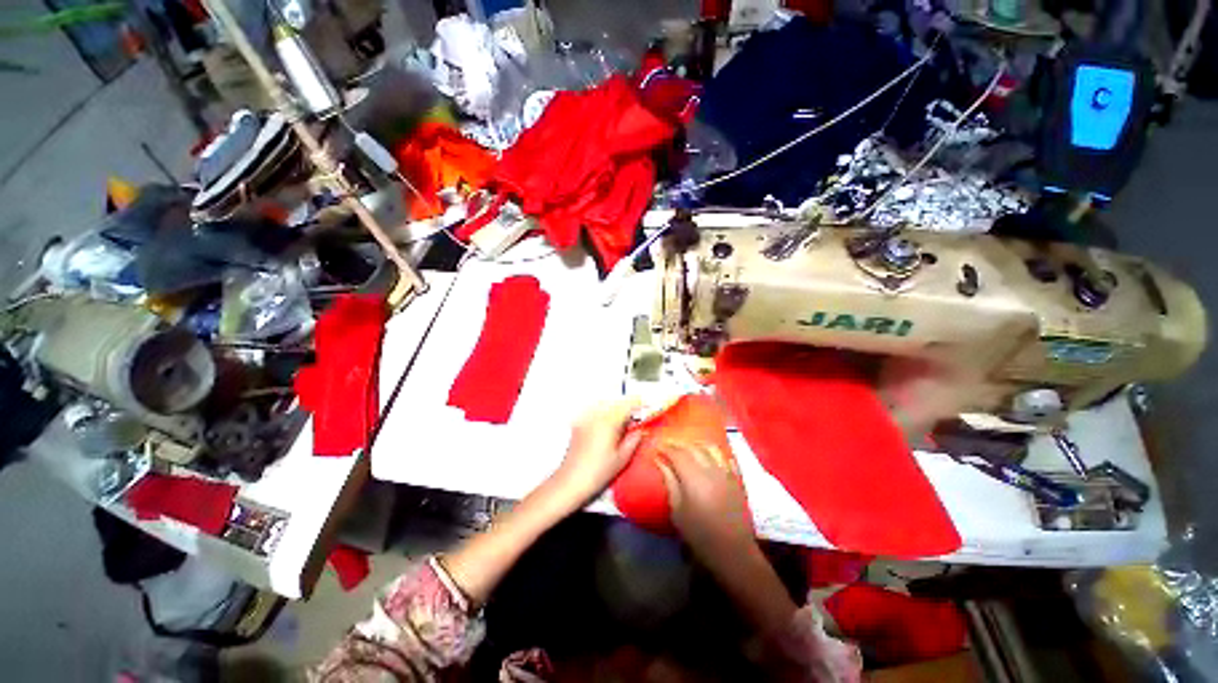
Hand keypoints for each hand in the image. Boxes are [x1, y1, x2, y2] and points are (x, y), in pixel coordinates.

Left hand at [551, 399, 642, 505]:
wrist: (571, 481)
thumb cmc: (598, 472)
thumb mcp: (622, 458)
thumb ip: (633, 441)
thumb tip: (640, 431)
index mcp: (609, 422)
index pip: (626, 405)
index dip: (636, 404)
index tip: (643, 406)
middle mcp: (596, 416)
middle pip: (615, 404)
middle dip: (625, 408)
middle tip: (633, 420)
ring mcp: (585, 419)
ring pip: (604, 406)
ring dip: (613, 410)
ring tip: (619, 425)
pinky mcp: (578, 425)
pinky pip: (593, 413)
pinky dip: (601, 415)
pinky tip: (604, 429)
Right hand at [658, 442, 799, 639]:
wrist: (733, 551)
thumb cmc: (699, 535)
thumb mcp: (677, 510)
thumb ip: (669, 481)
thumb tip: (659, 460)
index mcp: (694, 478)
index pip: (678, 453)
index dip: (666, 447)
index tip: (656, 447)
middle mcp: (711, 469)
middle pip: (693, 447)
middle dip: (678, 443)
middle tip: (667, 445)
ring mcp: (726, 472)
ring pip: (710, 447)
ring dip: (695, 444)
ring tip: (685, 447)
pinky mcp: (735, 478)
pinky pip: (723, 456)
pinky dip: (712, 451)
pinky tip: (706, 454)